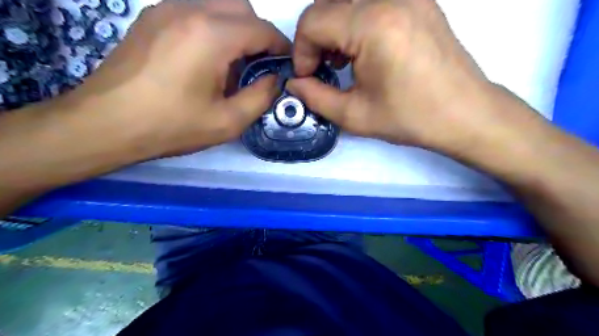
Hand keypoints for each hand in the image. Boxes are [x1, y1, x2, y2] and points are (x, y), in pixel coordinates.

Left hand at [70, 0, 289, 156]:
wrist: (106, 124)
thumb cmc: (172, 126)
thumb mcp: (228, 122)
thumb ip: (261, 97)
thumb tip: (274, 80)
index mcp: (212, 36)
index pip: (262, 29)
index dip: (280, 46)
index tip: (286, 65)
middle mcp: (190, 10)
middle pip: (241, 8)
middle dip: (259, 34)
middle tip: (259, 66)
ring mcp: (166, 9)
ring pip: (218, 5)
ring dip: (236, 29)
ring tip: (233, 64)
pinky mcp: (151, 18)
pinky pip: (195, 11)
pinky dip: (213, 28)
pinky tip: (206, 58)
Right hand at [288, 0, 501, 153]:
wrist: (464, 114)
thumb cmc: (410, 118)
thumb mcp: (354, 116)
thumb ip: (316, 98)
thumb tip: (294, 84)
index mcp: (374, 25)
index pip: (313, 20)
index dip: (302, 51)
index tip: (309, 77)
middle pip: (328, 5)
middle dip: (315, 39)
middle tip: (321, 70)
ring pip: (348, 2)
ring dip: (334, 29)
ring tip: (342, 62)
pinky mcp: (419, 1)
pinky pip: (371, 3)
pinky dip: (355, 22)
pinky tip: (363, 50)